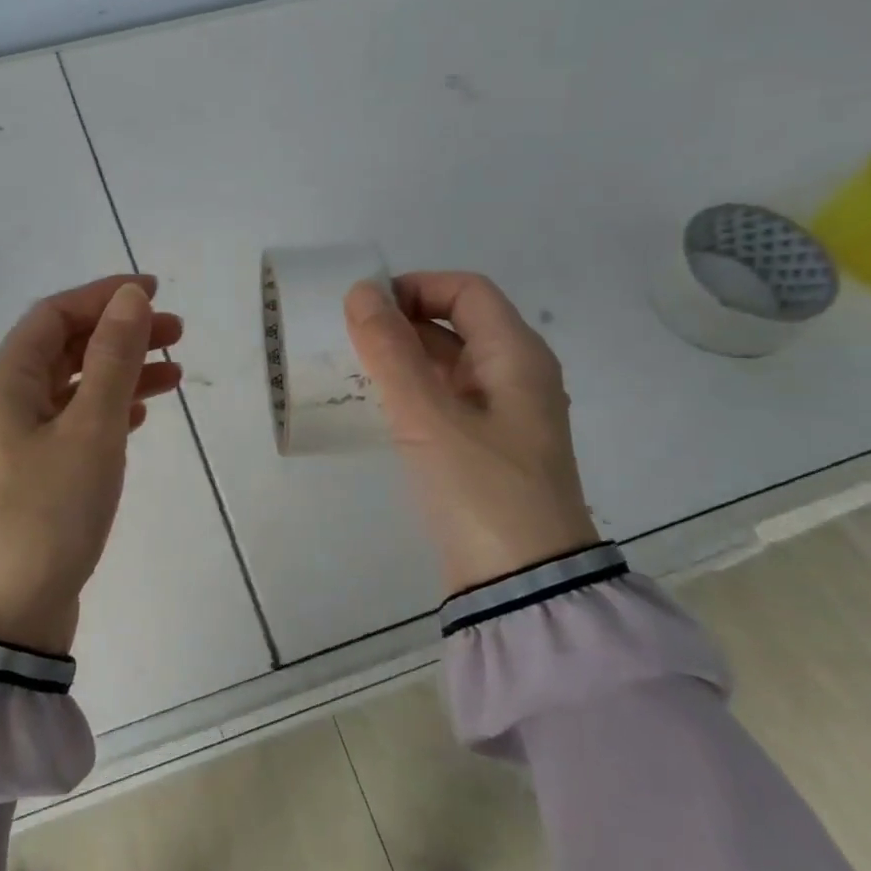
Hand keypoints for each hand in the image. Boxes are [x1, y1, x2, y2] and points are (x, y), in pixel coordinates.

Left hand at [0, 275, 182, 654]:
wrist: (5, 618)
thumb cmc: (48, 514)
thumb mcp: (90, 430)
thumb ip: (112, 358)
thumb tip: (130, 295)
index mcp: (4, 381)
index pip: (55, 315)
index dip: (104, 296)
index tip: (156, 291)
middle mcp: (3, 402)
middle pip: (64, 347)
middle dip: (120, 333)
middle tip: (177, 333)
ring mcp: (14, 441)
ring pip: (73, 387)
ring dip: (120, 373)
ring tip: (175, 373)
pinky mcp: (31, 474)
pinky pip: (72, 423)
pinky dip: (107, 410)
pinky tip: (139, 413)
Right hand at [345, 272, 598, 594]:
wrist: (521, 583)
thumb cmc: (481, 488)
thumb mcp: (428, 416)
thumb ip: (390, 352)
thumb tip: (360, 293)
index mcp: (517, 356)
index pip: (467, 291)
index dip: (416, 287)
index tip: (366, 308)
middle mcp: (516, 376)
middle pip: (458, 323)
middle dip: (404, 321)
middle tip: (350, 338)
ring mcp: (504, 414)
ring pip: (450, 363)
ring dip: (405, 357)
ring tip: (354, 367)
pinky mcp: (487, 447)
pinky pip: (447, 399)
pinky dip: (414, 390)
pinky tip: (379, 404)